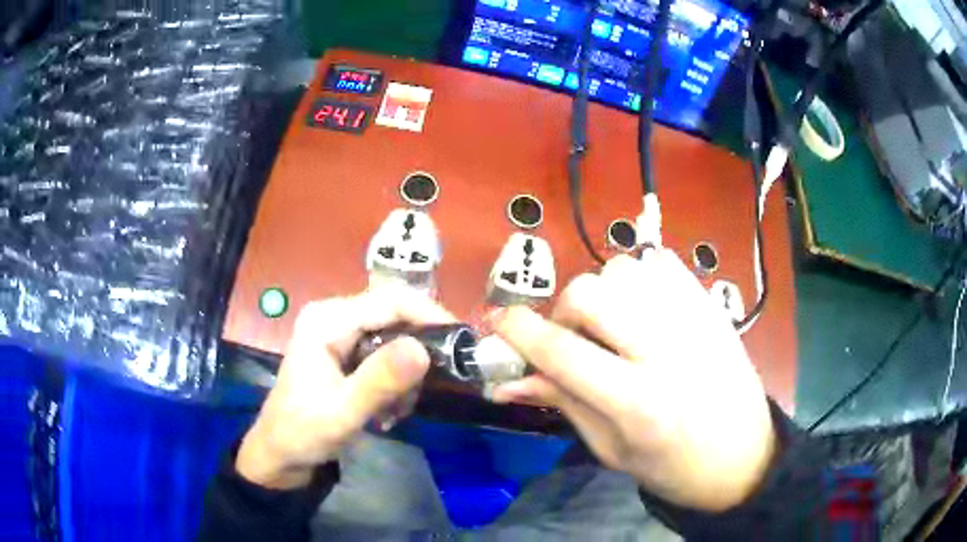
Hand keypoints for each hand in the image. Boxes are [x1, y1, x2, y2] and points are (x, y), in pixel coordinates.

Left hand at [236, 286, 454, 488]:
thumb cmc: (303, 432)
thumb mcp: (342, 412)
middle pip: (395, 318)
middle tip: (425, 391)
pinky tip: (385, 411)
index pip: (391, 301)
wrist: (281, 454)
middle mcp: (335, 317)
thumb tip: (424, 349)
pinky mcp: (345, 352)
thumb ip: (380, 381)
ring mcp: (339, 334)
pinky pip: (385, 357)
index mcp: (327, 320)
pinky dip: (394, 384)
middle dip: (416, 356)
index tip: (462, 343)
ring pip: (394, 340)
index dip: (429, 315)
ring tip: (396, 411)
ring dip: (405, 377)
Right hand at [490, 251, 776, 511]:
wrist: (744, 456)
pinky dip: (638, 278)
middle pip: (590, 293)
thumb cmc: (674, 468)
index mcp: (639, 402)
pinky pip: (660, 263)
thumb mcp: (611, 450)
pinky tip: (642, 309)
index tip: (500, 322)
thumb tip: (506, 381)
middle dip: (563, 312)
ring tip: (612, 326)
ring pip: (623, 269)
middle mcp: (667, 350)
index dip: (519, 331)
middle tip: (572, 340)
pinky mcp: (712, 304)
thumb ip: (563, 403)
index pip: (562, 351)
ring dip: (602, 293)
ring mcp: (695, 319)